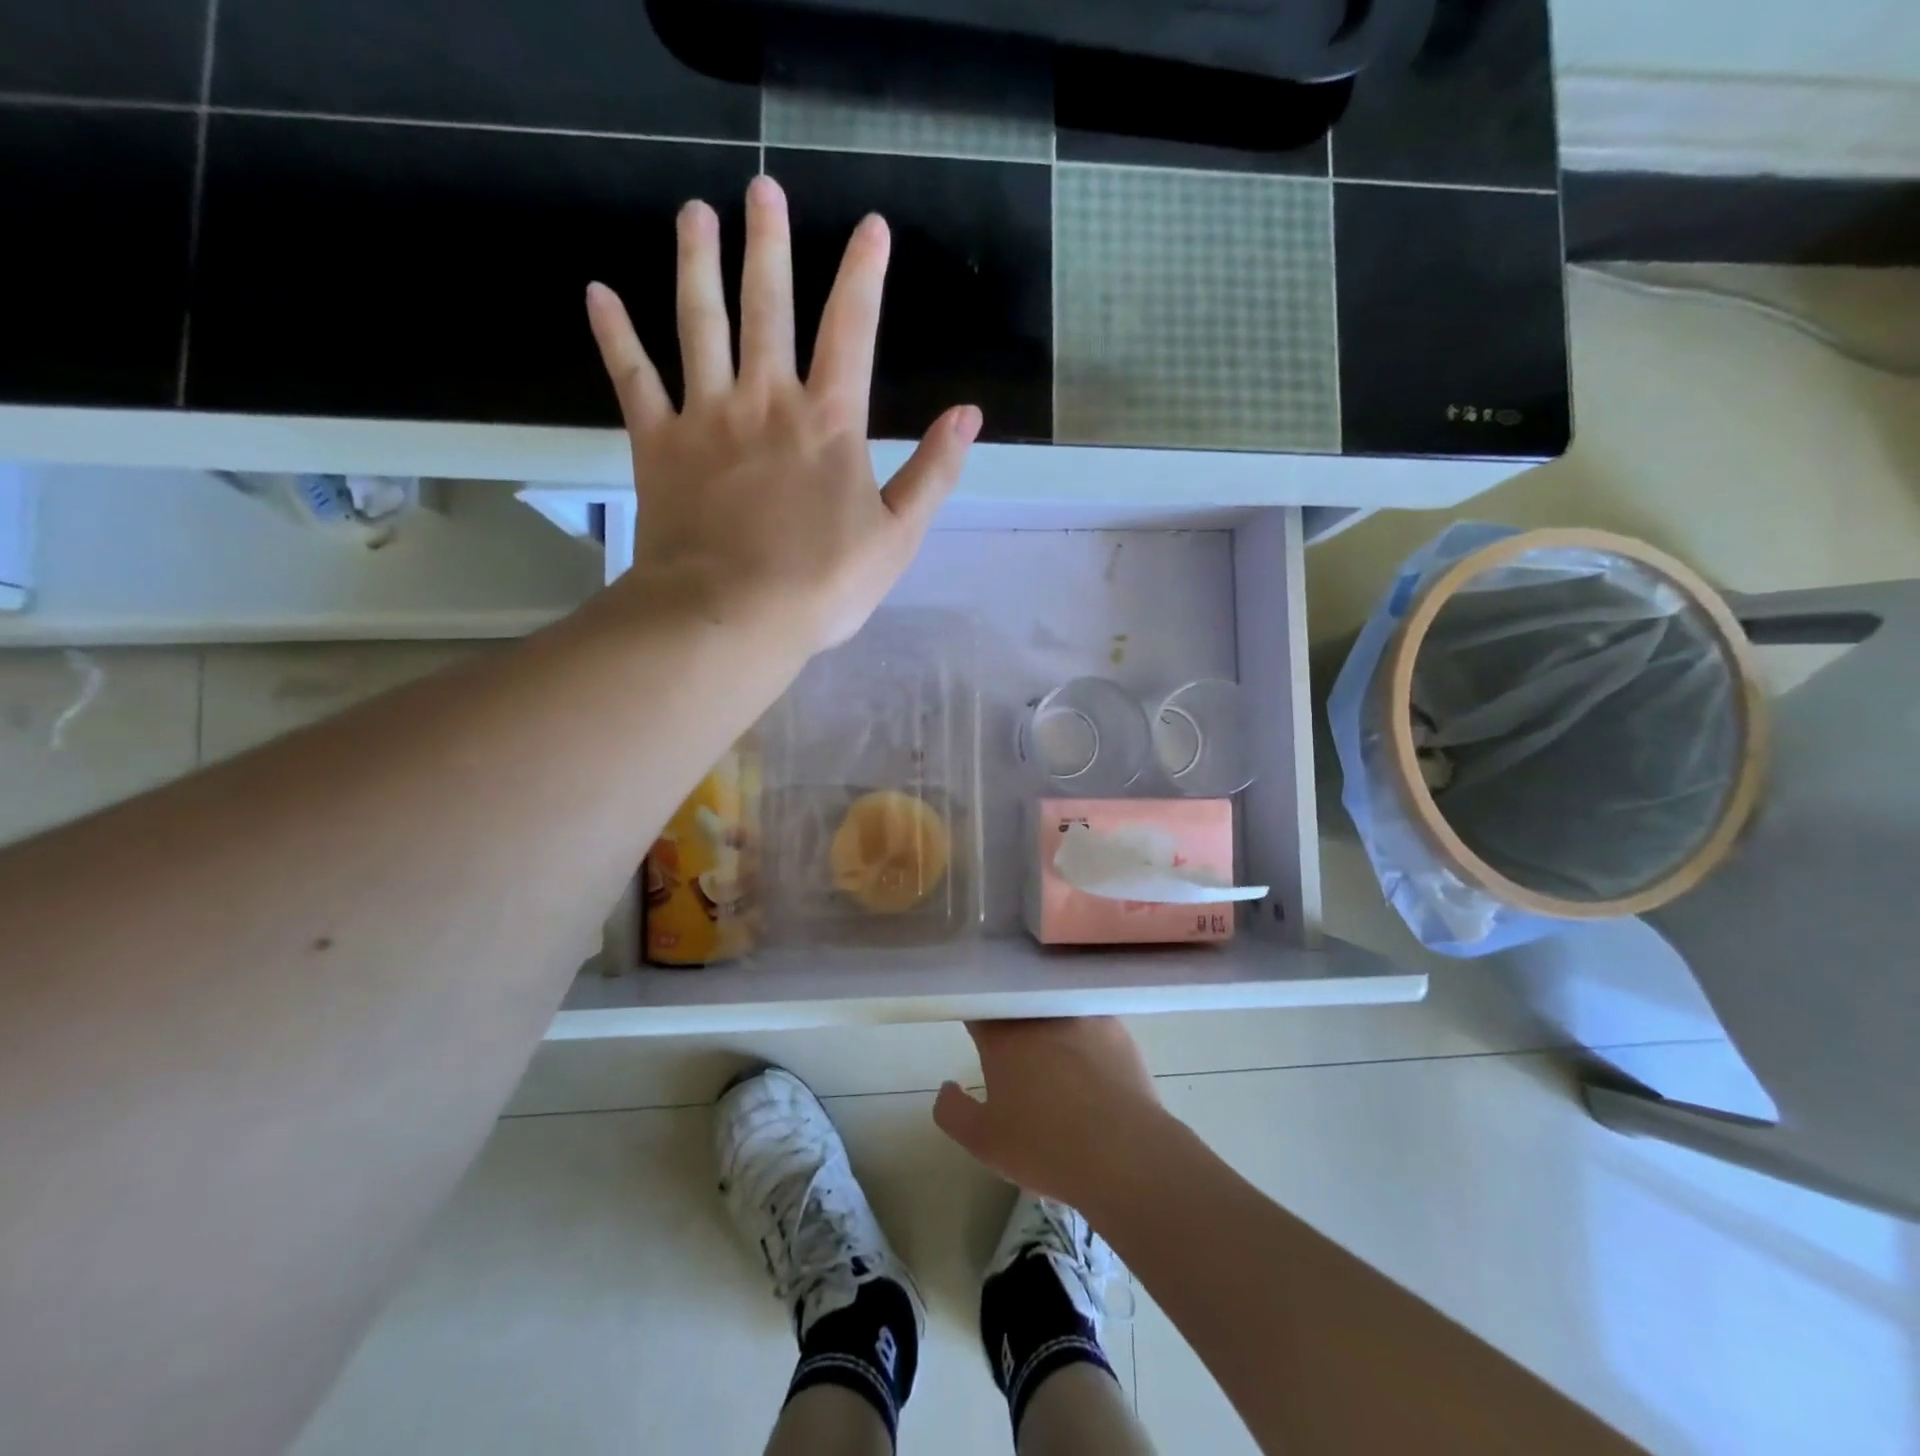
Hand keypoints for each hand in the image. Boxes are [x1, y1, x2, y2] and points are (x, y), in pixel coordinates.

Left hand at [585, 176, 980, 652]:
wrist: (731, 616)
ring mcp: (706, 417)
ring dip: (697, 264)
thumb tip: (968, 415)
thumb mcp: (897, 537)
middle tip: (762, 189)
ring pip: (699, 323)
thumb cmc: (822, 584)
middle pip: (767, 306)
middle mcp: (766, 400)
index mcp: (828, 422)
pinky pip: (632, 378)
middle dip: (769, 245)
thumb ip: (933, 472)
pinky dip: (615, 336)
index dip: (864, 275)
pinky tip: (598, 294)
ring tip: (694, 214)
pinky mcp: (659, 444)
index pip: (851, 330)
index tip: (871, 226)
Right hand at [933, 1018, 1167, 1210]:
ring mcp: (1080, 1017)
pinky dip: (1085, 1039)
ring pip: (1054, 1012)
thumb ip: (953, 1112)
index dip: (977, 1018)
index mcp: (1002, 1038)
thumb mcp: (983, 1143)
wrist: (1124, 1154)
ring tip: (1058, 1063)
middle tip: (1018, 1056)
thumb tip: (946, 1087)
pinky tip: (1092, 1068)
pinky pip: (1090, 1024)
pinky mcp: (1115, 1028)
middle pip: (1017, 1006)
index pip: (980, 1008)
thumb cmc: (1046, 1148)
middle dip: (1013, 1023)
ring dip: (1050, 1028)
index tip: (980, 1035)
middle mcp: (1039, 1016)